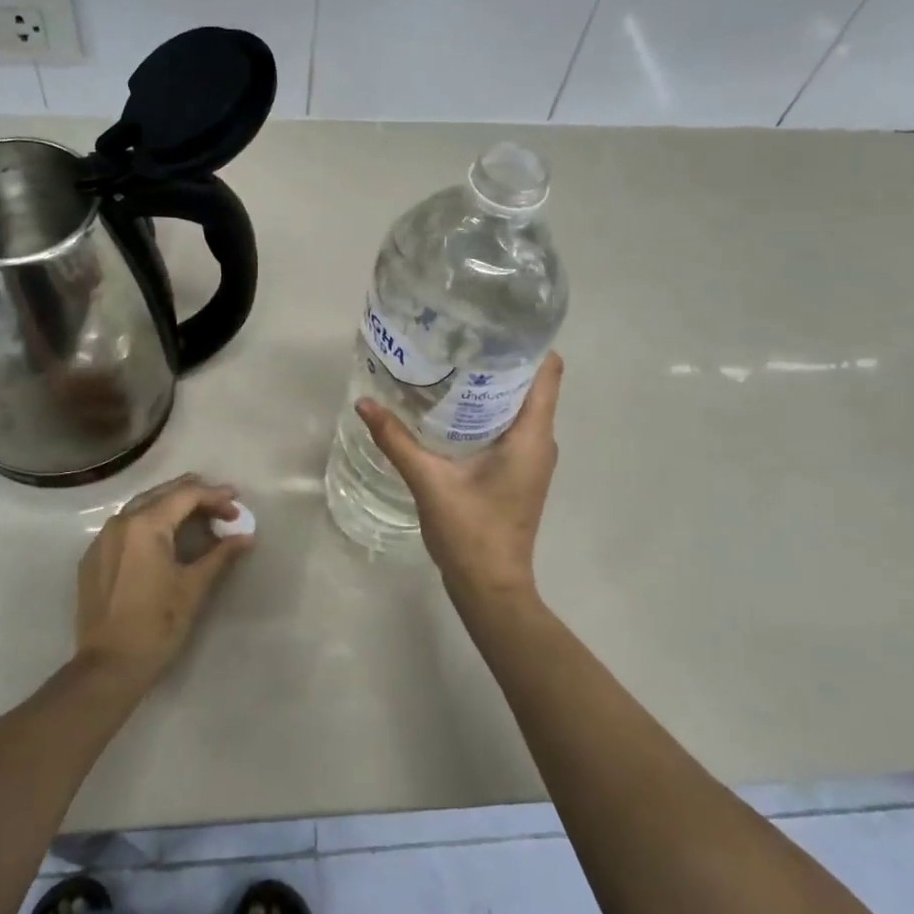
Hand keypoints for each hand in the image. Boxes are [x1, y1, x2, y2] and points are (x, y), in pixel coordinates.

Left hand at [75, 473, 251, 686]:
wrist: (108, 667)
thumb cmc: (156, 625)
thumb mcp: (193, 588)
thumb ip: (221, 555)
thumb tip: (247, 536)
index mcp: (145, 525)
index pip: (186, 496)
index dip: (215, 496)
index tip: (237, 503)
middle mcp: (120, 523)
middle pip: (162, 494)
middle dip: (194, 494)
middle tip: (222, 502)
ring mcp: (102, 539)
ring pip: (141, 507)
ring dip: (171, 505)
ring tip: (198, 513)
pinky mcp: (93, 557)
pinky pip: (125, 527)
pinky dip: (149, 522)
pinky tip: (164, 536)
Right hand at [355, 353, 562, 609]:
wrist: (491, 588)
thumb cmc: (471, 532)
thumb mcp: (429, 482)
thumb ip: (396, 441)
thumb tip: (364, 404)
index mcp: (531, 436)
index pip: (549, 371)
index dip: (527, 343)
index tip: (492, 326)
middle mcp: (540, 442)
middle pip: (531, 384)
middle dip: (498, 360)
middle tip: (457, 341)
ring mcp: (533, 459)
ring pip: (519, 407)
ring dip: (491, 388)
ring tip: (450, 367)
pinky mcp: (520, 473)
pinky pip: (510, 428)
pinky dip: (487, 413)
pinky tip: (451, 411)